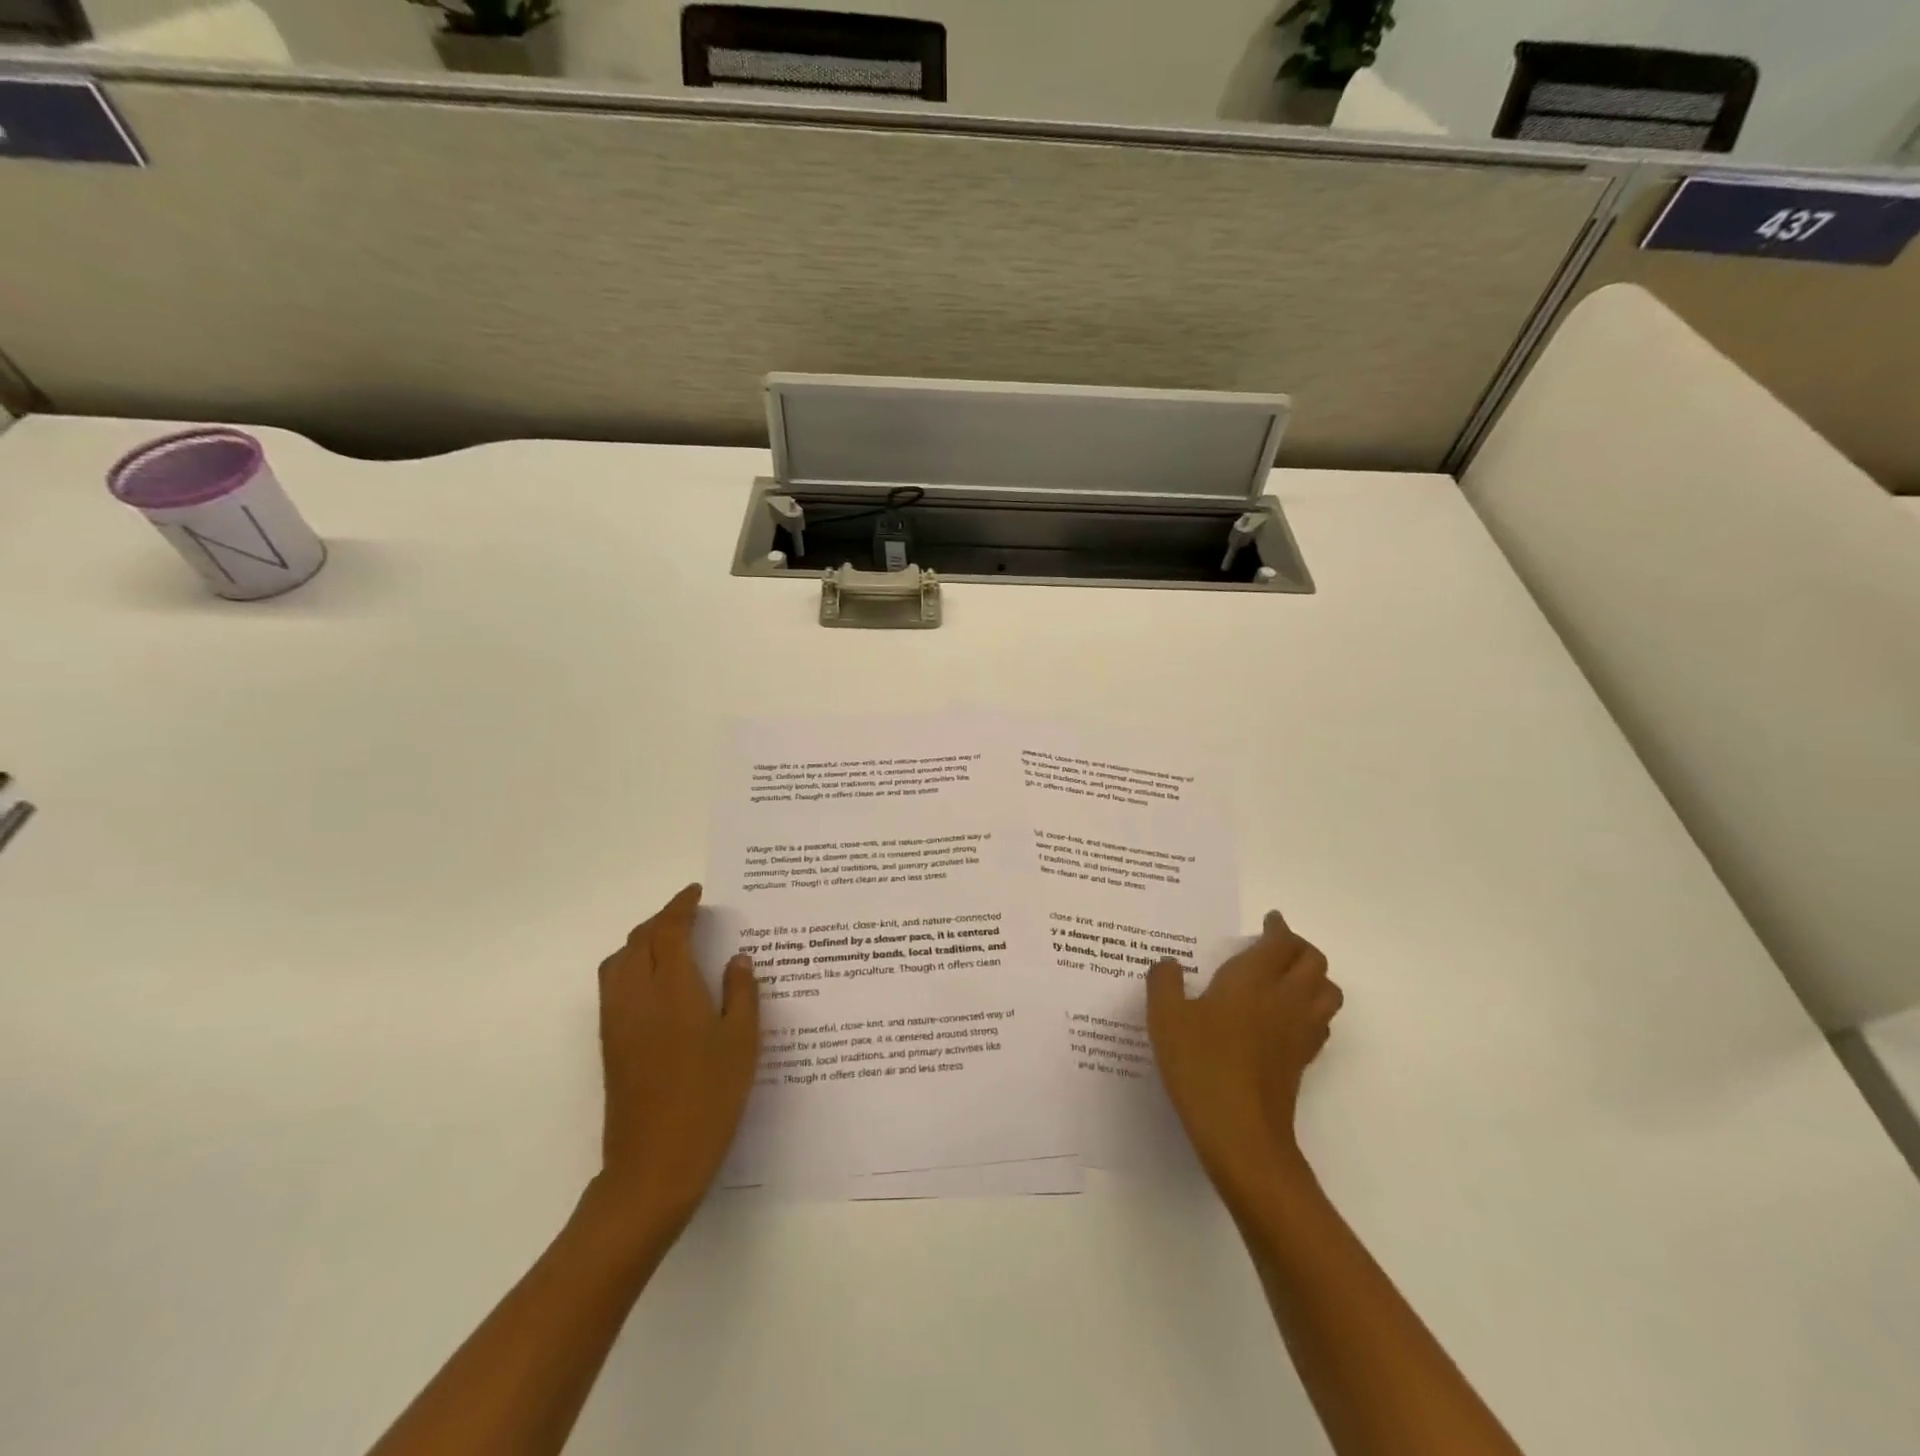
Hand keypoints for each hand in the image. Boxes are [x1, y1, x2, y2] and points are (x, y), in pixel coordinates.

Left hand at [594, 884, 758, 1230]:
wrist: (654, 1165)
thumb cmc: (709, 1098)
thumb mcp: (742, 1042)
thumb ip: (741, 993)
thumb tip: (738, 959)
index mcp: (671, 988)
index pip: (668, 931)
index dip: (681, 906)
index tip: (697, 893)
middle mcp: (636, 996)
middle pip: (637, 941)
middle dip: (661, 920)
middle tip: (690, 916)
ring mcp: (617, 1021)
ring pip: (619, 962)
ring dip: (641, 942)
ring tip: (672, 944)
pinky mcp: (610, 1044)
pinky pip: (614, 986)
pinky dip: (632, 967)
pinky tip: (659, 984)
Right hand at [1147, 909, 1342, 1198]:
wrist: (1241, 1134)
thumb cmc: (1200, 1066)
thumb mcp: (1165, 1018)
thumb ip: (1164, 983)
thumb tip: (1169, 964)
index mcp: (1253, 980)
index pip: (1281, 942)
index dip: (1278, 927)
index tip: (1269, 920)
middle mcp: (1285, 1000)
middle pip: (1314, 961)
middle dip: (1299, 947)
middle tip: (1275, 945)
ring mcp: (1300, 1033)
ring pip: (1328, 991)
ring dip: (1313, 977)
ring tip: (1287, 977)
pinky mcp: (1302, 1062)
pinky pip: (1320, 1022)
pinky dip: (1311, 1008)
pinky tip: (1284, 1018)